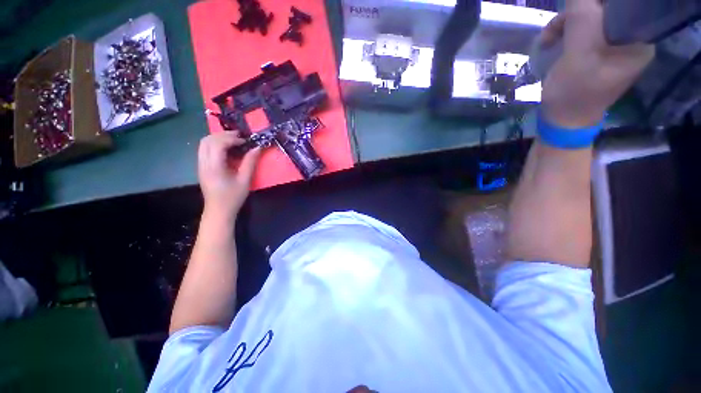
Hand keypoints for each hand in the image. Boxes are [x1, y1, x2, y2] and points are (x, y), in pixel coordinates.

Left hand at [197, 132, 260, 220]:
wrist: (219, 210)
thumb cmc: (233, 197)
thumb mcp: (245, 180)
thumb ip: (250, 162)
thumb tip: (257, 148)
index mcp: (214, 167)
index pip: (218, 144)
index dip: (232, 139)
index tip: (245, 141)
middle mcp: (203, 163)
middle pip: (207, 140)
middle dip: (223, 135)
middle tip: (240, 136)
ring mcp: (200, 165)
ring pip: (204, 143)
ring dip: (218, 138)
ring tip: (234, 140)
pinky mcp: (201, 167)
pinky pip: (205, 149)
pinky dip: (215, 144)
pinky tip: (227, 149)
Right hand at [540, 0, 654, 127]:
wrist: (563, 120)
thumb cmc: (573, 95)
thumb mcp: (578, 57)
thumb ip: (582, 20)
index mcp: (637, 41)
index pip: (619, 6)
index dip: (593, 5)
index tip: (571, 16)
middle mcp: (630, 38)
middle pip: (603, 9)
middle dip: (575, 15)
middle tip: (553, 31)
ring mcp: (613, 45)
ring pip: (590, 18)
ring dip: (565, 24)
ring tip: (547, 40)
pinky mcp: (598, 50)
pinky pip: (583, 30)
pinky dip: (564, 32)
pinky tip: (552, 42)